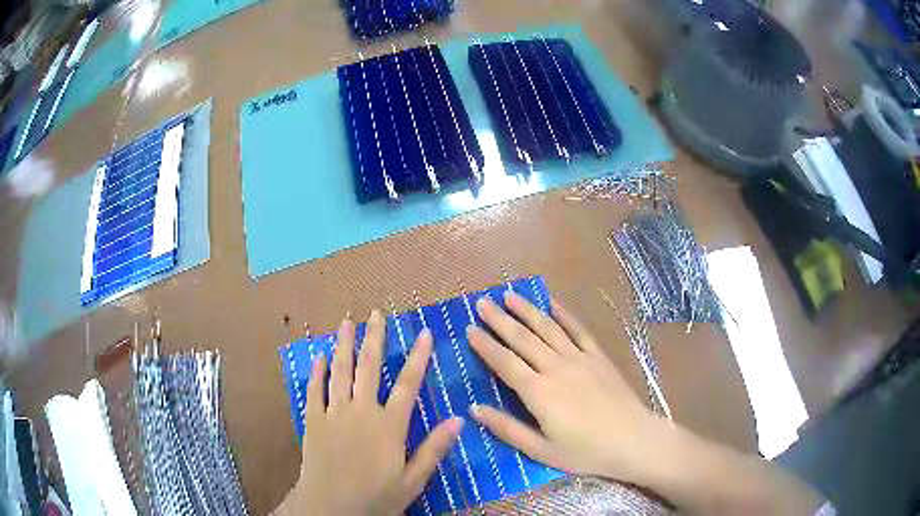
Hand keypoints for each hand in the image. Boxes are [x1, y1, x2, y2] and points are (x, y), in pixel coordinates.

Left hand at [278, 310, 463, 515]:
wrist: (330, 507)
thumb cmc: (375, 496)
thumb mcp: (412, 480)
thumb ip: (434, 449)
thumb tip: (460, 419)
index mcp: (389, 425)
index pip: (408, 384)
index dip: (418, 356)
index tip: (424, 332)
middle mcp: (361, 411)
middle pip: (369, 368)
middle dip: (374, 339)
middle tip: (376, 314)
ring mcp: (334, 413)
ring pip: (340, 372)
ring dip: (344, 346)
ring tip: (347, 323)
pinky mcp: (313, 420)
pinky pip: (314, 390)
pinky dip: (316, 372)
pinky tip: (318, 356)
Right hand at [466, 292, 667, 483]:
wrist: (633, 440)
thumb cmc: (585, 452)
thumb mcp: (541, 450)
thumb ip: (507, 429)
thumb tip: (474, 409)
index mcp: (539, 393)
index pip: (505, 363)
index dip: (485, 345)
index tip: (469, 329)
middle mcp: (556, 368)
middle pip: (523, 339)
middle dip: (500, 319)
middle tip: (482, 303)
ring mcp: (580, 359)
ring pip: (548, 328)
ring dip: (527, 310)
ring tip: (509, 295)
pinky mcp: (598, 356)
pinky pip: (578, 330)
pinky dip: (564, 315)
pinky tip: (552, 303)